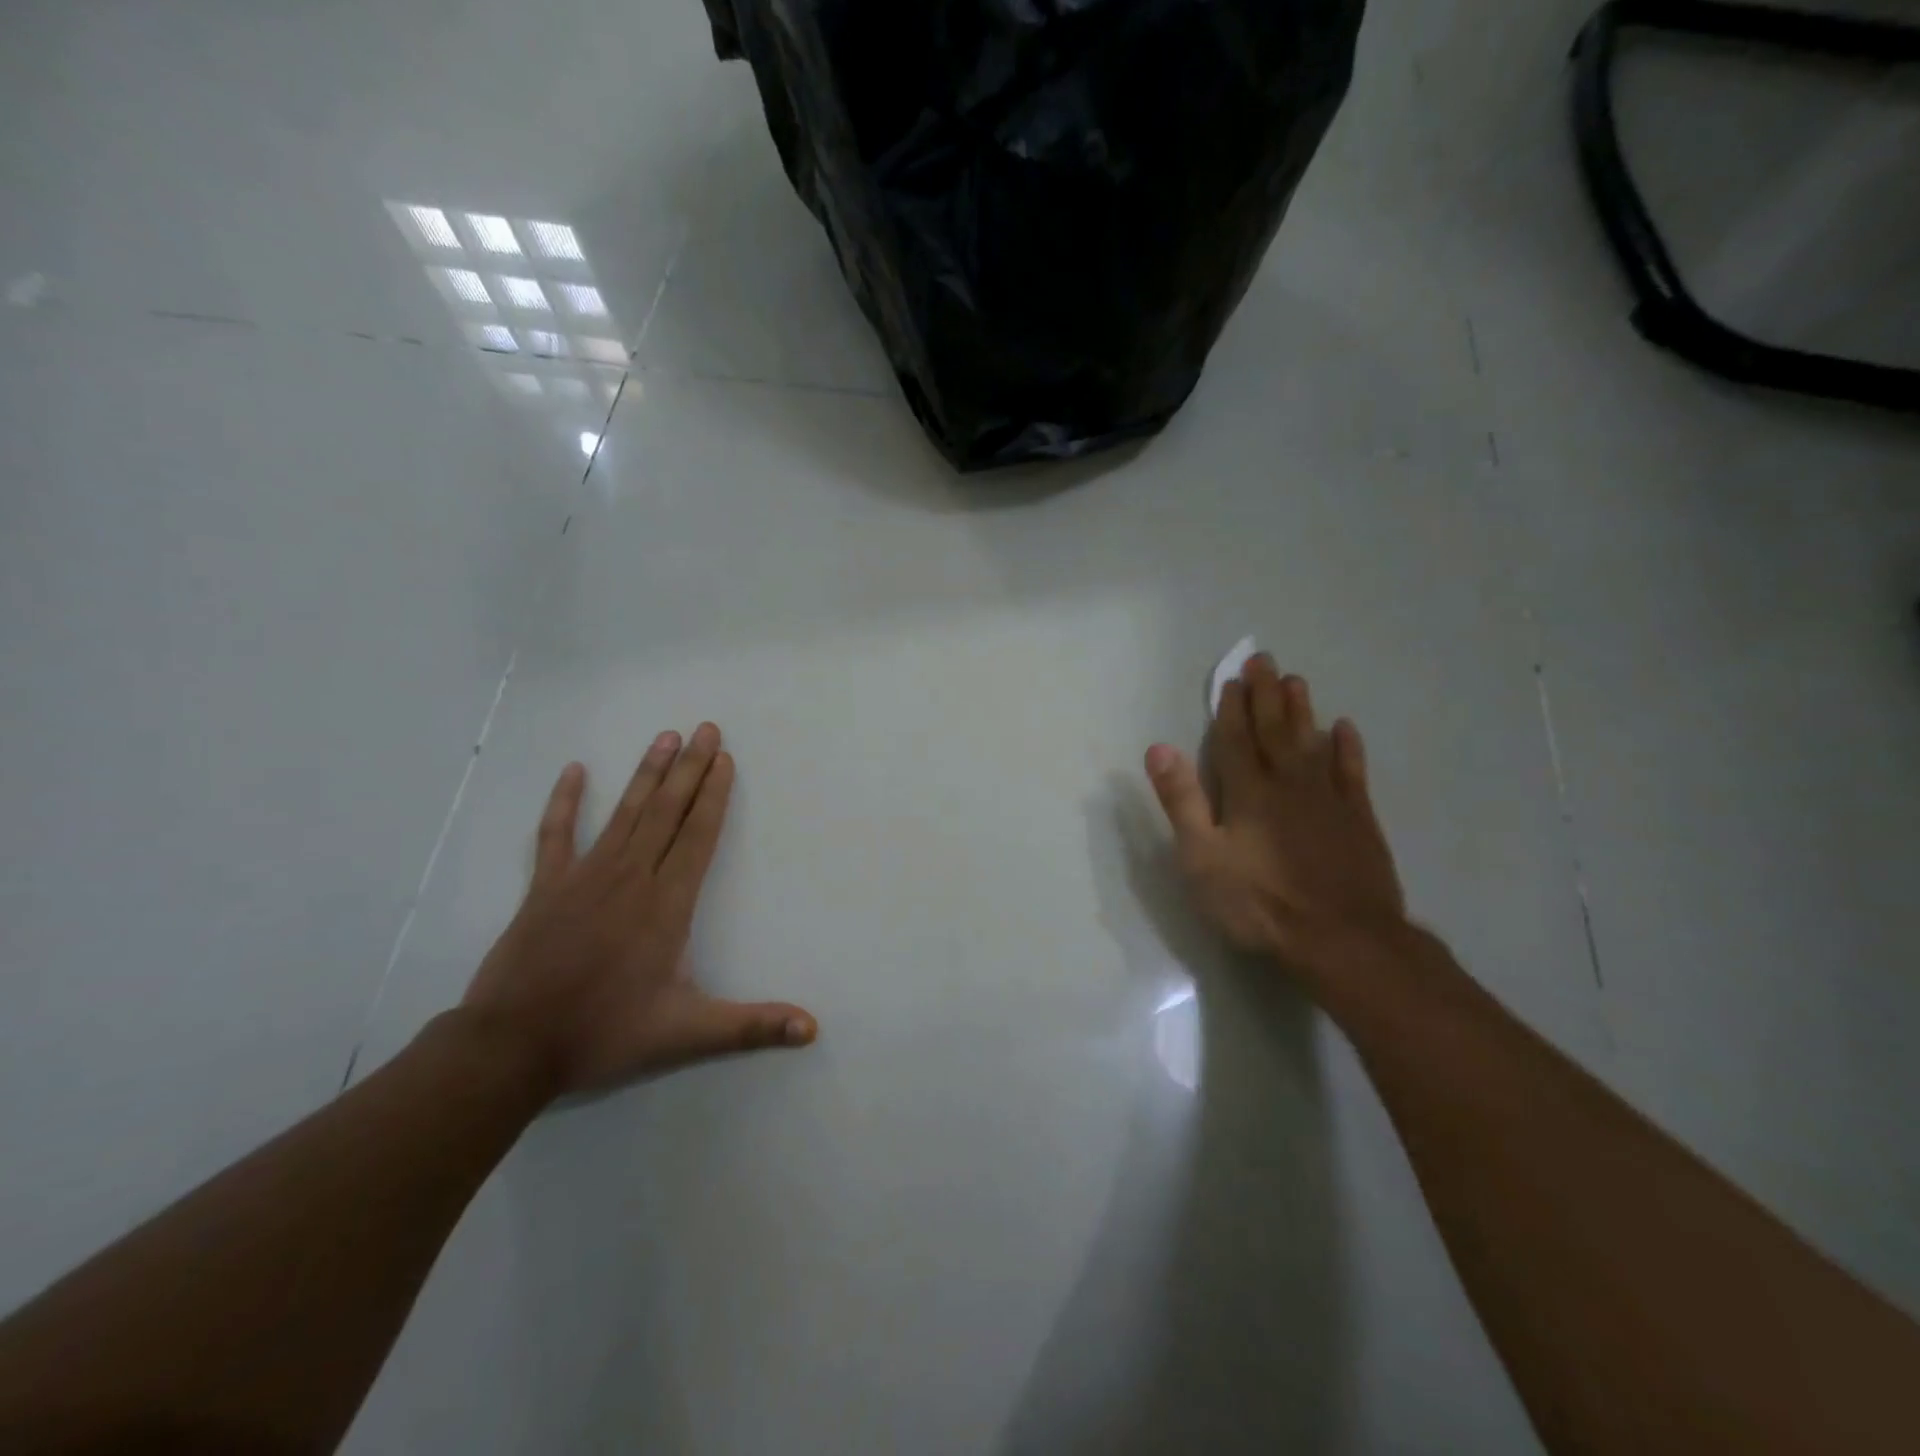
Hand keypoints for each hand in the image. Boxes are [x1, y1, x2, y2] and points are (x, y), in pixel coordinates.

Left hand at [461, 724, 815, 1098]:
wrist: (510, 1047)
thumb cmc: (604, 1033)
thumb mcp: (687, 1034)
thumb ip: (751, 1027)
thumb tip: (812, 1029)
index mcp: (667, 904)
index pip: (698, 835)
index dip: (714, 794)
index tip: (724, 758)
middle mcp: (631, 878)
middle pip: (668, 812)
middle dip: (690, 768)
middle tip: (705, 728)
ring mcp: (585, 877)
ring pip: (626, 813)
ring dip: (647, 773)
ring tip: (665, 737)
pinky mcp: (546, 887)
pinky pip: (557, 835)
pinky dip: (566, 802)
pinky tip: (576, 771)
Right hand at [1145, 656, 1406, 969]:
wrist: (1343, 940)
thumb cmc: (1260, 903)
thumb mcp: (1202, 858)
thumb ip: (1181, 801)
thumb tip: (1159, 747)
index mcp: (1248, 792)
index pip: (1236, 740)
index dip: (1232, 708)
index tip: (1232, 678)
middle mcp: (1288, 784)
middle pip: (1274, 731)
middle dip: (1266, 695)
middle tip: (1264, 660)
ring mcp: (1328, 800)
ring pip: (1312, 743)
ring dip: (1302, 711)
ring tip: (1297, 681)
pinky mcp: (1359, 820)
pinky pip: (1352, 773)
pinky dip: (1347, 748)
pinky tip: (1344, 729)